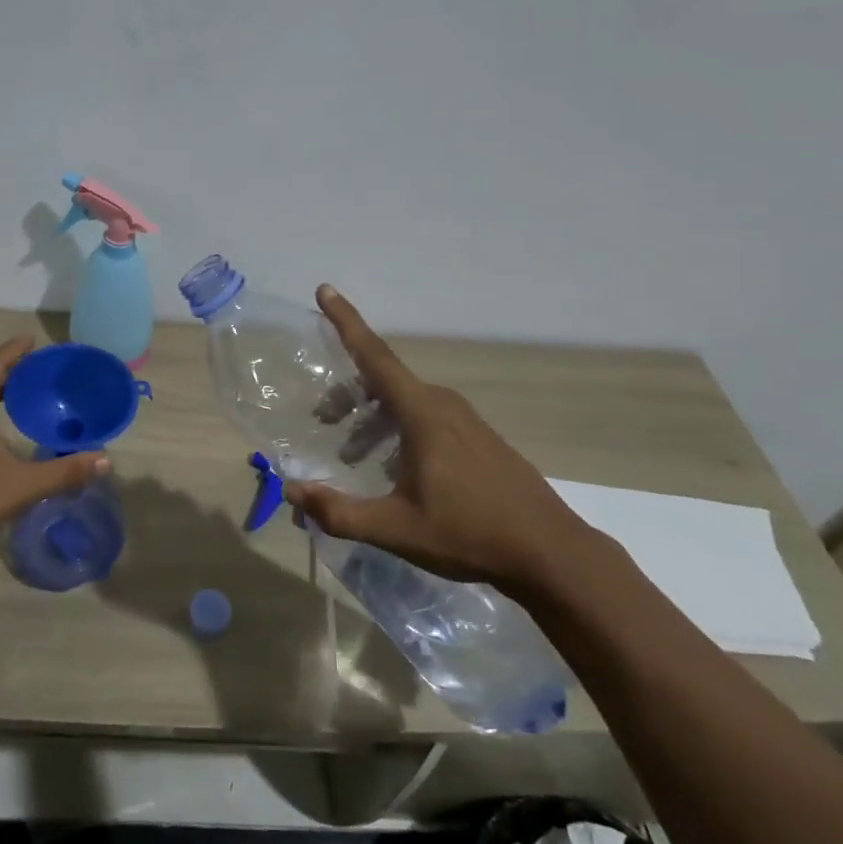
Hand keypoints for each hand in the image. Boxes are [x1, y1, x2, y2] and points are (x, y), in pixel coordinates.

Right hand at [284, 285, 593, 590]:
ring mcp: (466, 420)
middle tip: (324, 420)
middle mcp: (443, 405)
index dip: (346, 321)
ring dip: (372, 417)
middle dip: (349, 393)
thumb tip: (291, 491)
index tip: (325, 289)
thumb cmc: (470, 534)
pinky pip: (426, 416)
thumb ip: (340, 511)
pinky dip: (397, 427)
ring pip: (405, 401)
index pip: (375, 356)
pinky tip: (395, 468)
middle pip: (384, 380)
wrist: (551, 554)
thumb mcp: (397, 529)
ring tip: (353, 453)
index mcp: (422, 414)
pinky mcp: (479, 438)